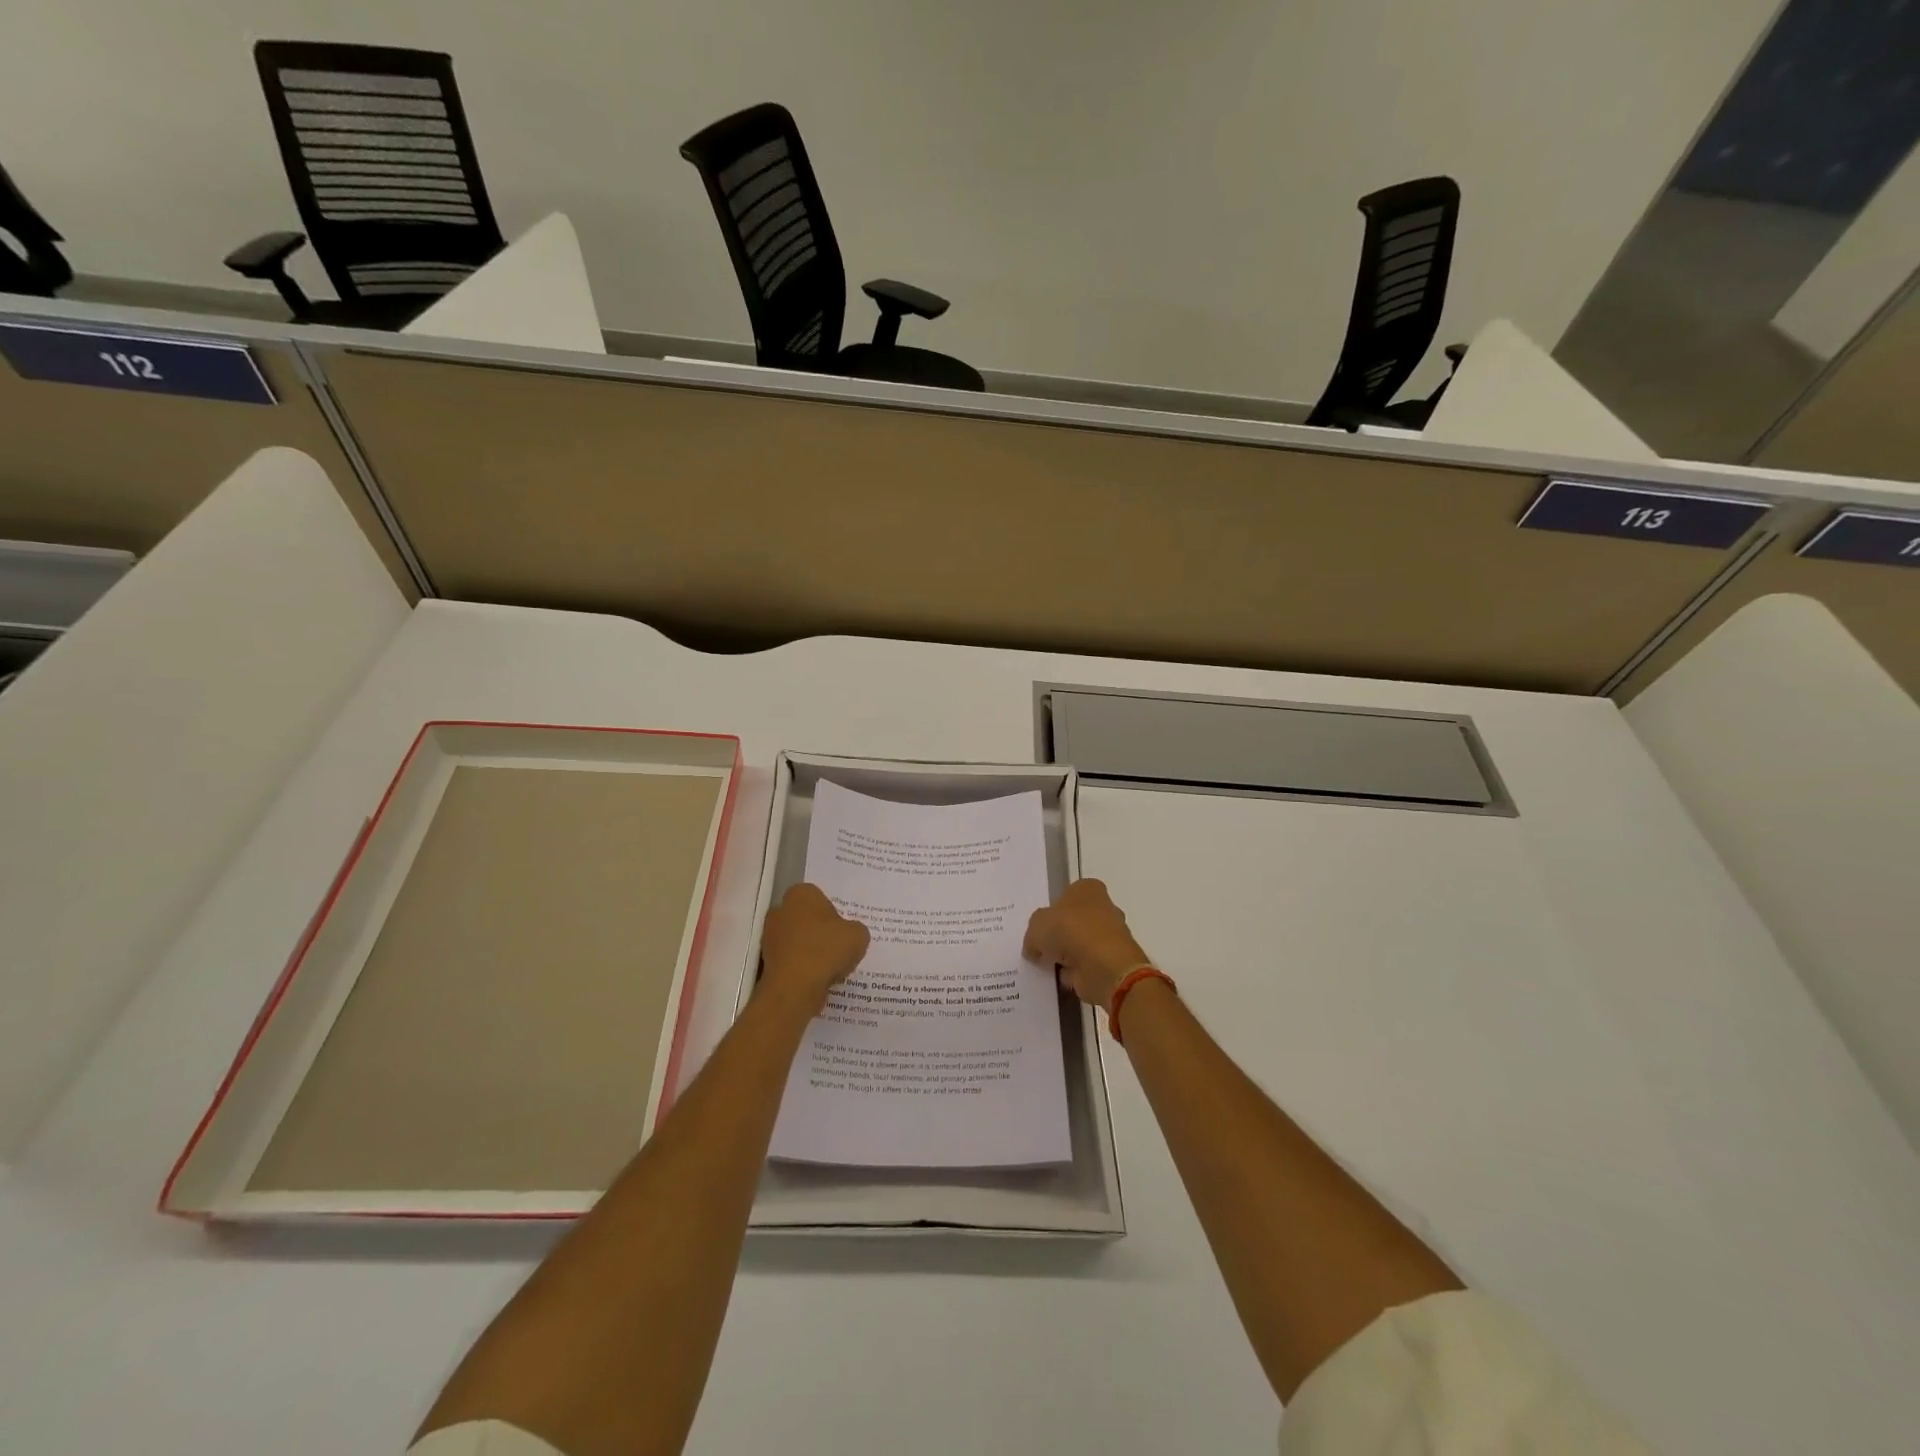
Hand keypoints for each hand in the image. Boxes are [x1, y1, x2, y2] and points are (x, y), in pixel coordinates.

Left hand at [758, 882, 869, 1014]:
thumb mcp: (858, 935)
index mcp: (801, 893)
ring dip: (810, 951)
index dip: (834, 914)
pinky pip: (791, 960)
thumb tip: (849, 934)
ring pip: (797, 940)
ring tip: (830, 967)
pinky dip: (801, 967)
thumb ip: (855, 929)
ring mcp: (769, 936)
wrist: (794, 988)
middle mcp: (780, 909)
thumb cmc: (826, 951)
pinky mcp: (766, 961)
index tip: (843, 931)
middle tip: (838, 947)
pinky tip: (816, 979)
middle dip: (819, 931)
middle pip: (806, 918)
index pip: (820, 897)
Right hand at [1024, 878, 1151, 1009]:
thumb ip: (1033, 934)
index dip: (1052, 910)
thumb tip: (1035, 948)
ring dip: (1067, 955)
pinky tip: (1059, 979)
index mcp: (1088, 889)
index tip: (1040, 926)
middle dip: (1060, 934)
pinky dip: (1074, 973)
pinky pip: (1086, 966)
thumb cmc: (1071, 931)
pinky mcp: (1111, 962)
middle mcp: (1103, 908)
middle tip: (1039, 947)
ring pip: (1080, 944)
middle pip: (1074, 920)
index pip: (1067, 894)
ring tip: (1046, 966)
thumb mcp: (1037, 925)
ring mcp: (1110, 936)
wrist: (1105, 967)